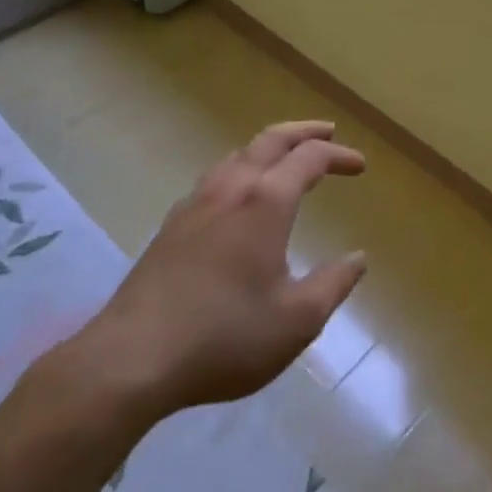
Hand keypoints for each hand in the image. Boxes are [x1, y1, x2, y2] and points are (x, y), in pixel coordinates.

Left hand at [56, 121, 367, 429]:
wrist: (131, 359)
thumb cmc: (224, 337)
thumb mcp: (296, 321)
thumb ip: (334, 284)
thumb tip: (358, 258)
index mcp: (266, 201)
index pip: (310, 158)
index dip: (339, 155)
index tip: (360, 166)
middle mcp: (231, 188)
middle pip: (271, 139)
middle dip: (304, 131)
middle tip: (328, 131)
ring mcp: (196, 204)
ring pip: (238, 154)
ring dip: (269, 148)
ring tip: (285, 159)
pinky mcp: (171, 226)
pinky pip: (214, 178)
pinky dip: (240, 170)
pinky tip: (237, 197)